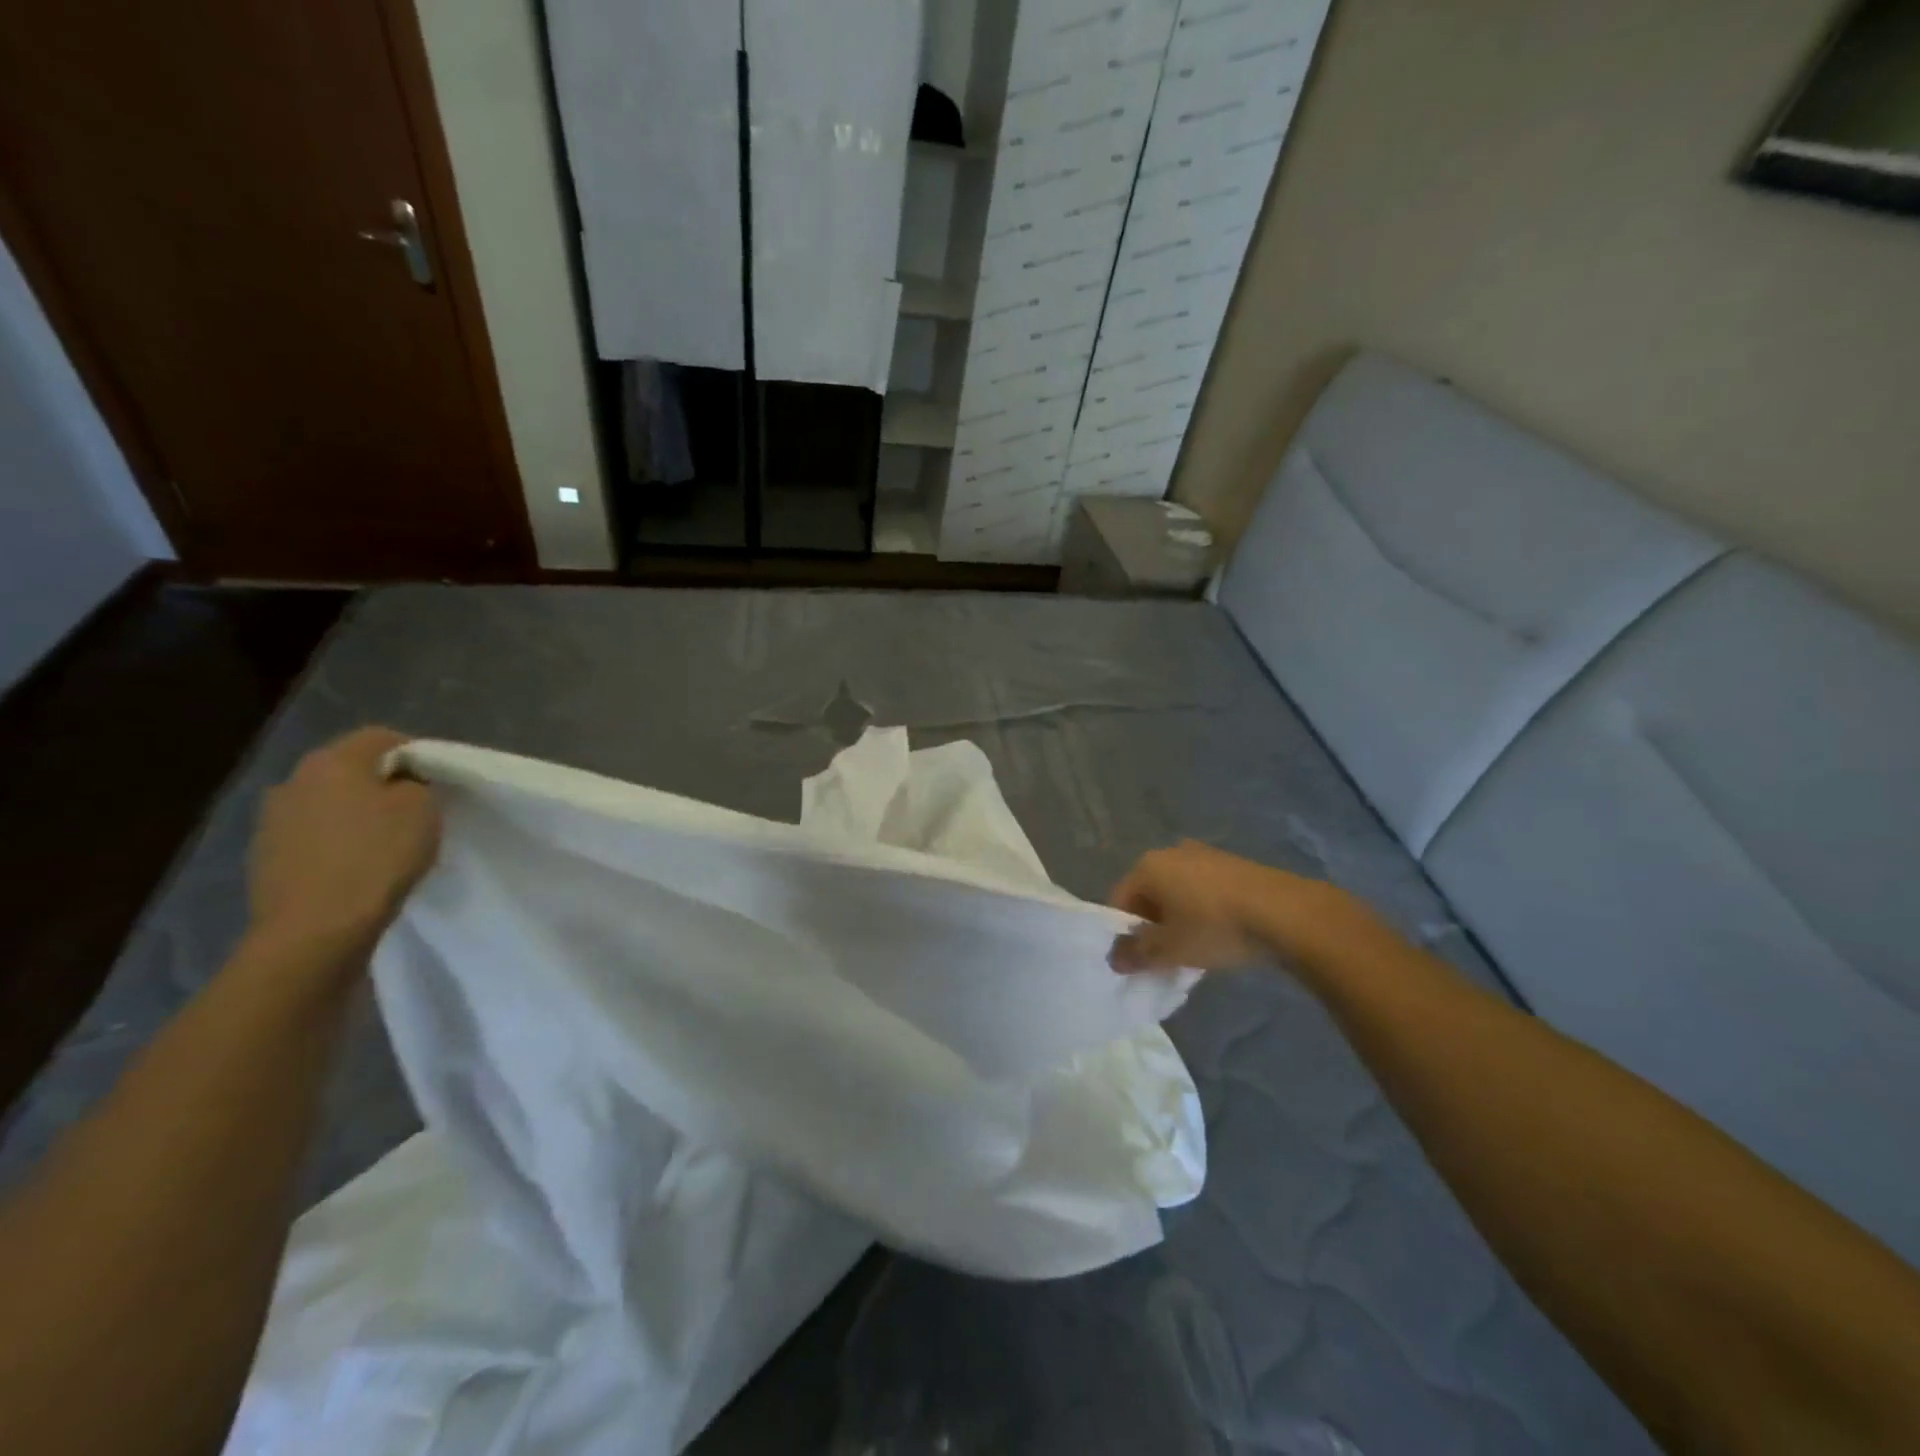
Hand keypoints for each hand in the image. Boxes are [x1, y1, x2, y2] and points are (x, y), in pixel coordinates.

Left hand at [247, 727, 440, 963]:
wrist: (315, 930)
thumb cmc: (377, 857)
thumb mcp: (423, 809)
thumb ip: (416, 784)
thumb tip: (401, 785)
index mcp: (332, 760)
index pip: (382, 737)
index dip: (416, 753)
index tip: (438, 780)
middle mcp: (293, 780)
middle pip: (349, 770)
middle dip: (382, 784)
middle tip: (415, 810)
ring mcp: (271, 821)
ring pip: (328, 804)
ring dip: (355, 815)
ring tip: (385, 842)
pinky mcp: (264, 858)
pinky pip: (313, 837)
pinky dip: (336, 844)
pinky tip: (356, 868)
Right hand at [1107, 840, 1354, 974]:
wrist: (1285, 913)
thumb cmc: (1214, 928)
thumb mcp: (1169, 950)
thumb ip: (1136, 954)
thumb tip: (1114, 958)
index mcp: (1148, 866)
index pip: (1120, 901)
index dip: (1124, 934)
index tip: (1139, 961)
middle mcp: (1171, 852)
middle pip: (1149, 895)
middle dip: (1153, 926)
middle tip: (1166, 958)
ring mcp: (1205, 854)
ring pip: (1178, 892)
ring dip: (1179, 920)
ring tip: (1196, 950)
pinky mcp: (1233, 864)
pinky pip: (1204, 890)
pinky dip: (1203, 911)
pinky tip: (1220, 935)